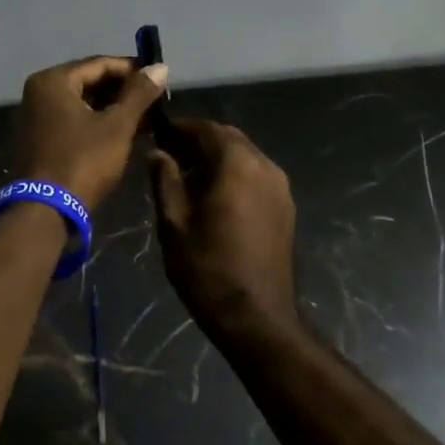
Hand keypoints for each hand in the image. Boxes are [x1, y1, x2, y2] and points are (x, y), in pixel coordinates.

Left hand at [13, 56, 170, 212]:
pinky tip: (126, 132)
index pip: (100, 64)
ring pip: (84, 103)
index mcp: (53, 81)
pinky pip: (74, 120)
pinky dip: (98, 122)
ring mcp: (37, 117)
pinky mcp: (41, 139)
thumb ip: (139, 94)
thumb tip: (161, 66)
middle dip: (124, 91)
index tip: (160, 78)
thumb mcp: (117, 126)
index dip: (133, 69)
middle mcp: (40, 92)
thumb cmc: (83, 162)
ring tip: (147, 117)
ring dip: (114, 108)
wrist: (45, 211)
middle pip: (90, 81)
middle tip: (156, 100)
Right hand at [150, 119, 298, 337]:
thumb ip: (165, 180)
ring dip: (218, 156)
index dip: (180, 128)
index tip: (158, 133)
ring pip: (245, 155)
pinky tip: (215, 194)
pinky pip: (257, 174)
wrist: (257, 317)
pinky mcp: (286, 206)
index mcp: (236, 163)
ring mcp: (280, 186)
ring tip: (189, 175)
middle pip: (229, 138)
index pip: (206, 129)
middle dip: (200, 140)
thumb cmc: (207, 268)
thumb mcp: (174, 223)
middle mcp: (264, 165)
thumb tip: (158, 153)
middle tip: (171, 154)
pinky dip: (235, 173)